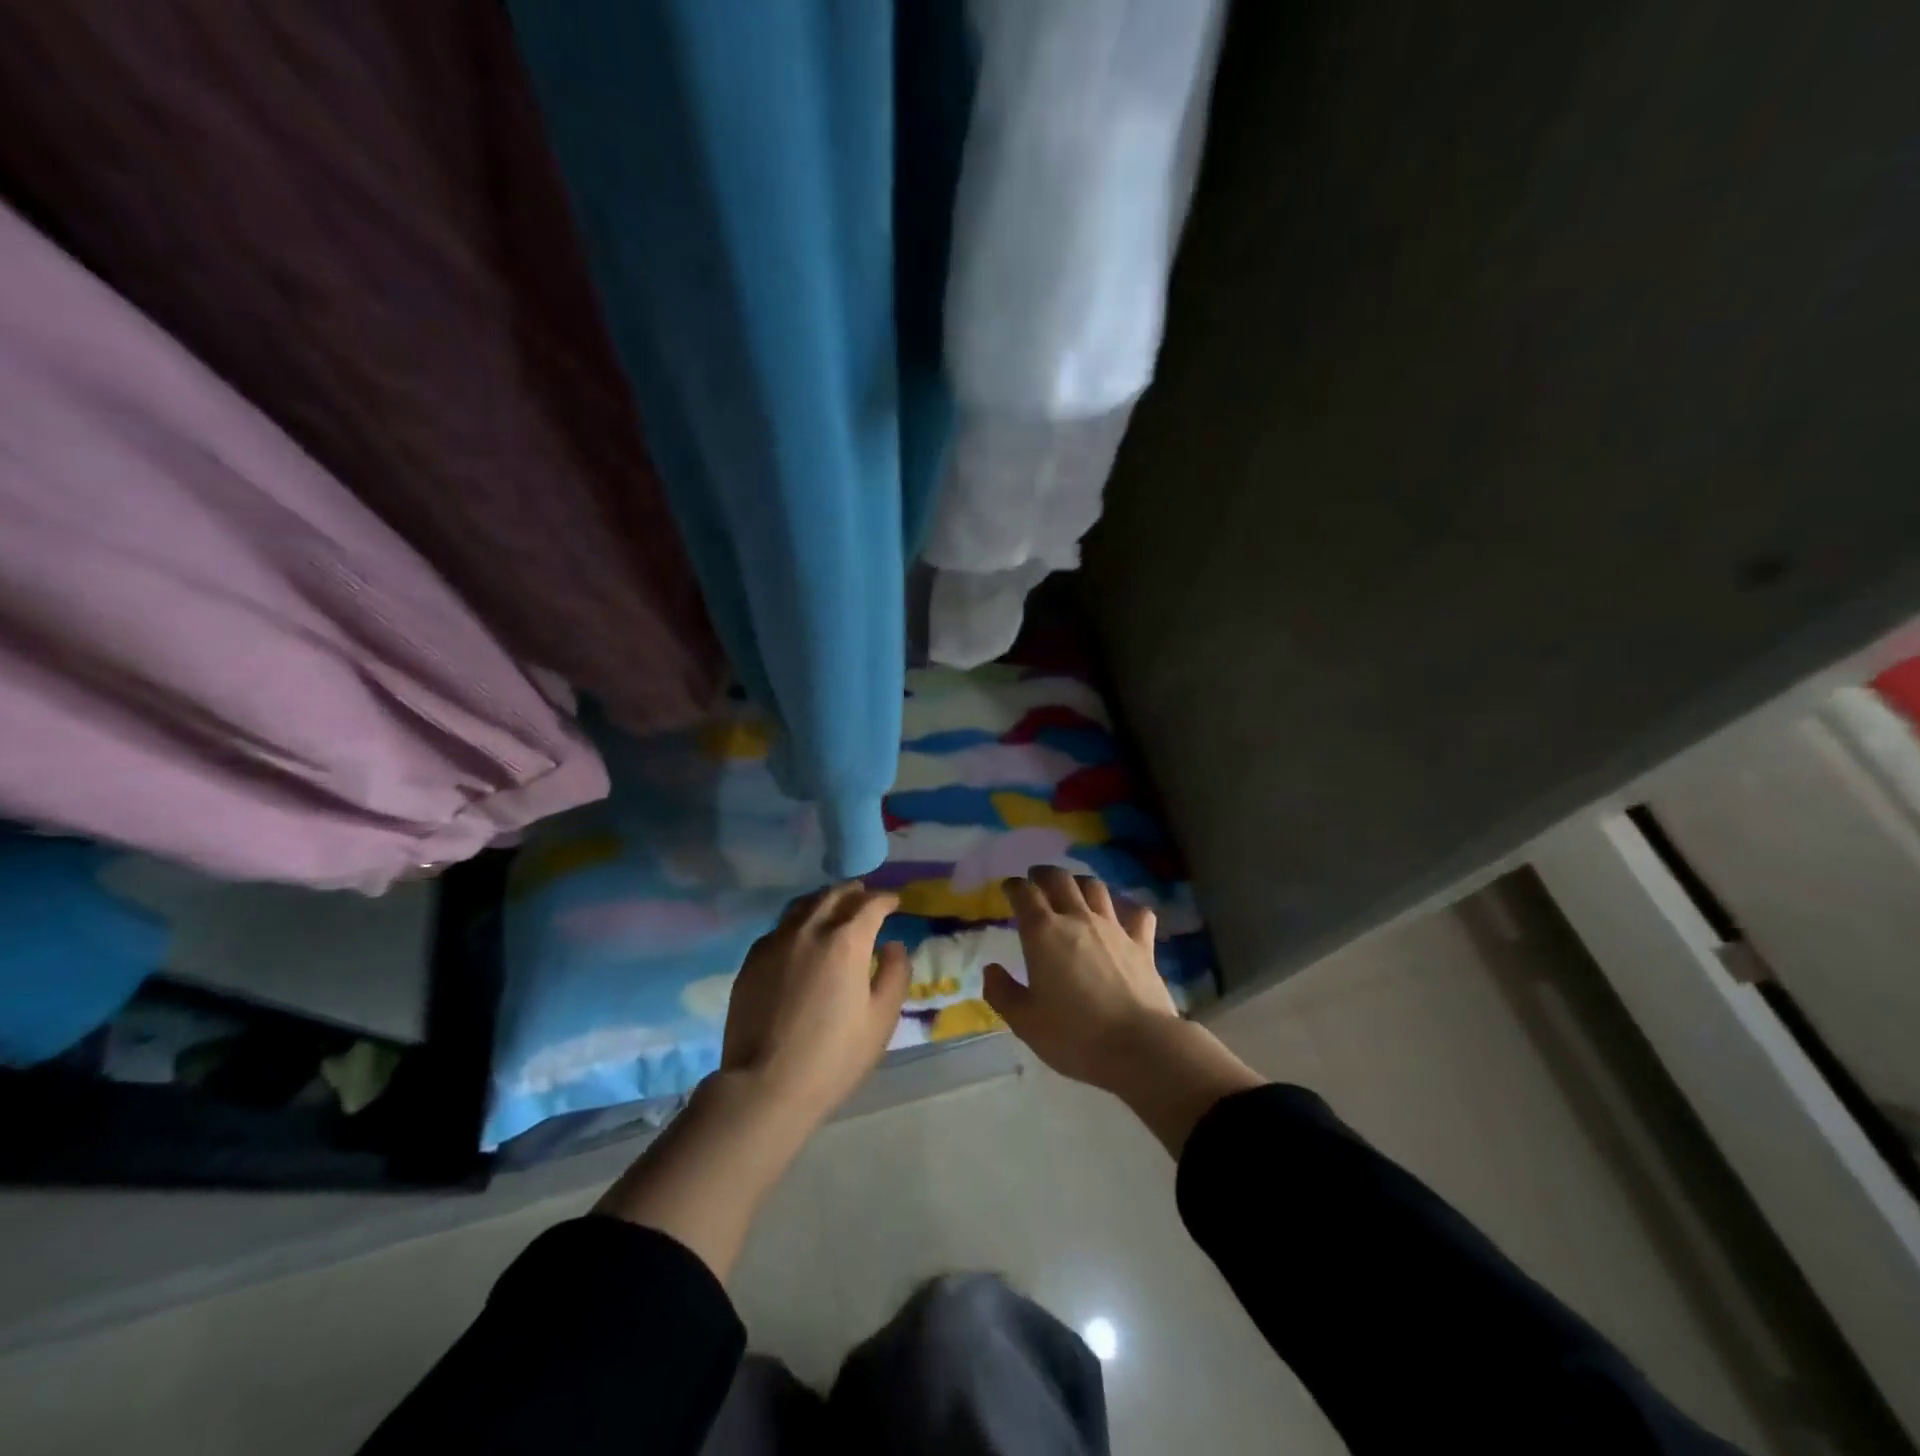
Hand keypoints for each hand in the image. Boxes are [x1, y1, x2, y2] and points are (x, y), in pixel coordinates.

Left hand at [721, 882, 910, 1126]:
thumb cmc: (834, 1056)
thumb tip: (892, 944)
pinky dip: (798, 921)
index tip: (895, 902)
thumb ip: (895, 973)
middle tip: (866, 895)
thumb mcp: (881, 1018)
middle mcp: (809, 929)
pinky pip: (780, 927)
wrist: (764, 1086)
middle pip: (834, 895)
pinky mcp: (752, 960)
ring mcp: (776, 942)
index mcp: (846, 940)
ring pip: (803, 905)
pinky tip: (801, 935)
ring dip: (824, 900)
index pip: (870, 904)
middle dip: (854, 892)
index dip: (886, 899)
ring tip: (834, 906)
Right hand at [983, 866, 1175, 1092]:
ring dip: (1080, 882)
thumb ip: (1002, 992)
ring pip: (1095, 888)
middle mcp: (1077, 919)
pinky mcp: (1142, 943)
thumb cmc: (1074, 1035)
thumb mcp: (1025, 1021)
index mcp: (1043, 933)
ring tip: (1074, 888)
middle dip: (1044, 874)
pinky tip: (1123, 914)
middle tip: (1036, 878)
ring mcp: (1113, 927)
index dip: (1014, 886)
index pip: (1024, 894)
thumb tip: (991, 969)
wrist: (1139, 1046)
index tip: (1008, 887)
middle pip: (1060, 879)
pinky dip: (1127, 908)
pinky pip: (1136, 913)